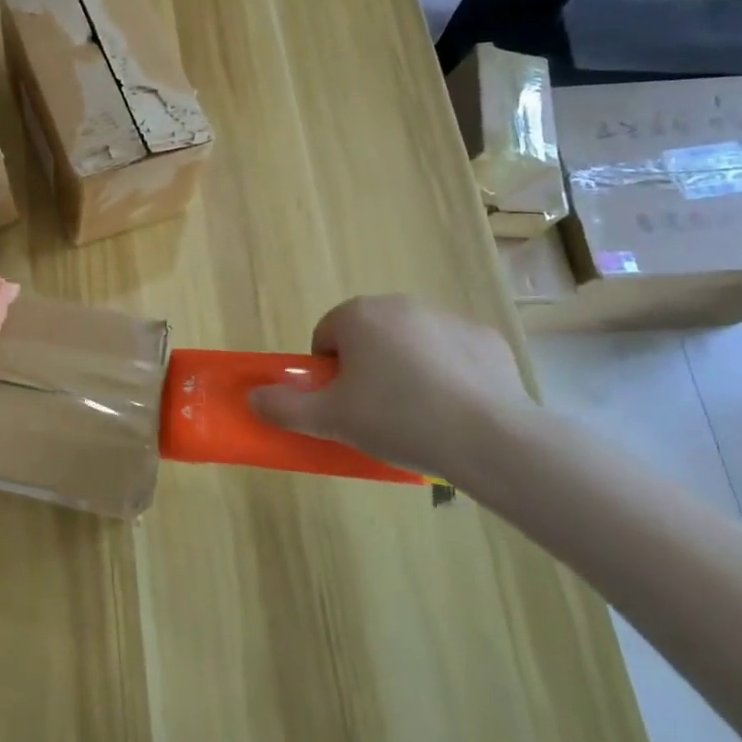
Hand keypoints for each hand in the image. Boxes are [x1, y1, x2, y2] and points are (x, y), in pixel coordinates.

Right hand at [249, 295, 529, 485]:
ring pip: (411, 343)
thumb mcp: (330, 420)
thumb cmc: (397, 418)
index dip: (327, 373)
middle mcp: (401, 304)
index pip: (326, 336)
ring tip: (418, 416)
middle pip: (368, 335)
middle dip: (366, 367)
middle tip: (374, 412)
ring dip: (406, 368)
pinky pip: (453, 354)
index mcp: (359, 316)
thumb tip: (252, 398)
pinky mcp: (487, 340)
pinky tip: (455, 410)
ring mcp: (448, 318)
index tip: (341, 404)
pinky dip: (449, 374)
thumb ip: (285, 407)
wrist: (489, 437)